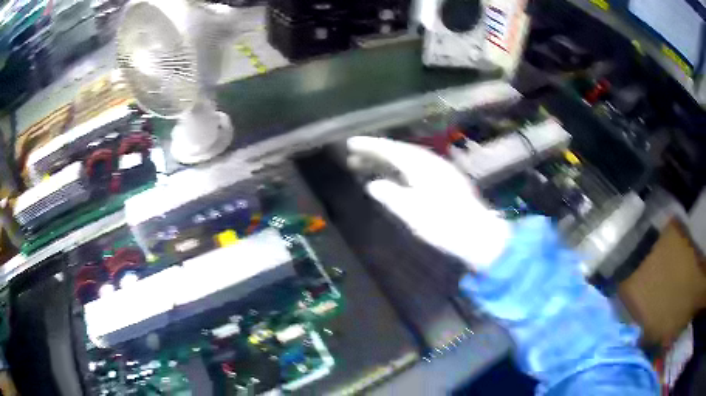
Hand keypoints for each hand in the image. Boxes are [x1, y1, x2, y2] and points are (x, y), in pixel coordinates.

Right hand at [347, 136, 510, 270]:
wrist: (478, 235)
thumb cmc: (444, 225)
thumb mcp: (413, 214)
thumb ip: (392, 196)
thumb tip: (373, 184)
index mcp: (422, 167)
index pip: (392, 150)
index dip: (371, 146)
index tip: (351, 143)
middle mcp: (432, 163)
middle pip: (400, 151)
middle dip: (377, 152)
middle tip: (353, 157)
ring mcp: (441, 170)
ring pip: (409, 158)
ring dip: (388, 159)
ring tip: (369, 165)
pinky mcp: (446, 180)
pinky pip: (417, 166)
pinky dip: (401, 167)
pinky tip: (396, 175)